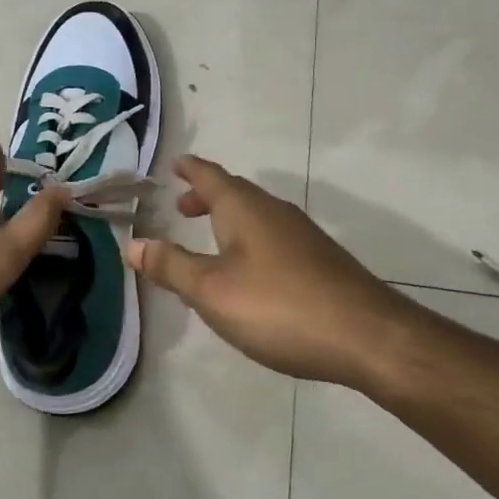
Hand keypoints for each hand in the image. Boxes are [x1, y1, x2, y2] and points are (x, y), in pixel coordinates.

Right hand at [124, 156, 409, 389]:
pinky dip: (249, 239)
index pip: (210, 176)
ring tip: (210, 237)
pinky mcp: (320, 261)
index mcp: (244, 208)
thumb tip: (132, 243)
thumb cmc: (278, 306)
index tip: (175, 163)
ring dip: (228, 219)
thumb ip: (171, 266)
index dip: (190, 169)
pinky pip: (273, 236)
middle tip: (181, 207)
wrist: (366, 335)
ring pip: (256, 215)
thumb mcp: (212, 290)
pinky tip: (250, 271)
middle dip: (206, 196)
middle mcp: (274, 211)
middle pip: (235, 193)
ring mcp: (302, 235)